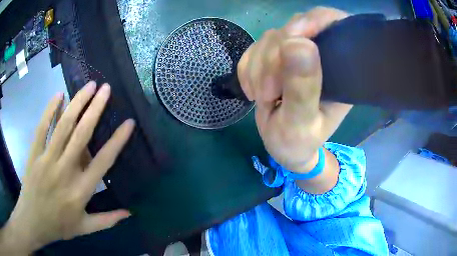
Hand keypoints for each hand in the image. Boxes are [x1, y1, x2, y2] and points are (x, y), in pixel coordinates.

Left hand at [0, 81, 134, 253]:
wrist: (33, 221)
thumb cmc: (59, 226)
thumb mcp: (85, 228)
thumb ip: (107, 220)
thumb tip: (130, 213)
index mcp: (80, 192)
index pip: (102, 162)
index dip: (116, 141)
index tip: (129, 123)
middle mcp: (64, 171)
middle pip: (81, 135)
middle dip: (95, 109)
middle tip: (106, 89)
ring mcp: (47, 160)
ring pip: (63, 126)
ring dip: (77, 103)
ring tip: (89, 85)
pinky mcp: (34, 154)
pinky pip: (42, 128)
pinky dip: (50, 110)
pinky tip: (59, 94)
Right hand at [238, 7, 351, 172]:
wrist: (283, 147)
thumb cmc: (298, 142)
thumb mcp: (301, 123)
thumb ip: (303, 88)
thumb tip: (298, 43)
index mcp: (340, 68)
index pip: (333, 25)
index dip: (313, 21)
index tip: (292, 38)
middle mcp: (320, 54)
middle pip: (293, 30)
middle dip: (273, 60)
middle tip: (268, 94)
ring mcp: (296, 53)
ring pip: (270, 39)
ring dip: (258, 69)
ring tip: (263, 98)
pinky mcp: (275, 57)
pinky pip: (254, 49)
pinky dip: (248, 70)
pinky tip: (253, 91)